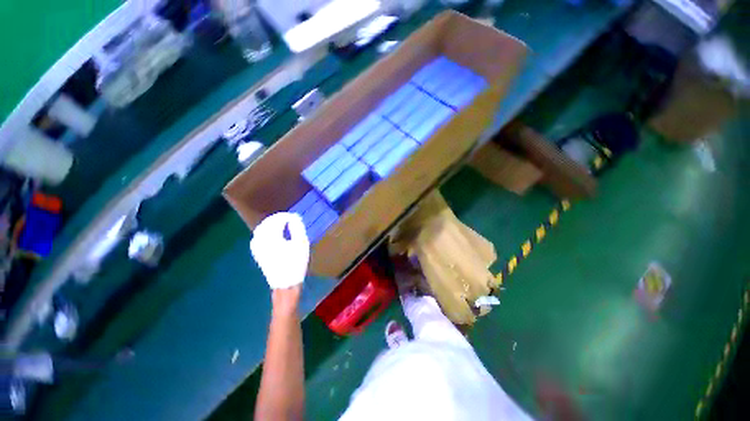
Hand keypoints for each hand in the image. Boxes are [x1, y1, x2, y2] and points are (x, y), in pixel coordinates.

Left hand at [250, 212, 309, 289]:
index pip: (277, 220)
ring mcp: (257, 247)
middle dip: (277, 218)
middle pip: (267, 223)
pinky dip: (264, 231)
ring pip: (260, 229)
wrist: (286, 283)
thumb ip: (297, 228)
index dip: (286, 216)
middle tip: (289, 218)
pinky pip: (257, 237)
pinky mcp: (257, 253)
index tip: (295, 217)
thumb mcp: (301, 244)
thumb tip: (294, 217)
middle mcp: (261, 240)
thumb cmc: (296, 263)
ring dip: (270, 224)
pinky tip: (271, 233)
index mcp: (272, 237)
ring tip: (281, 223)